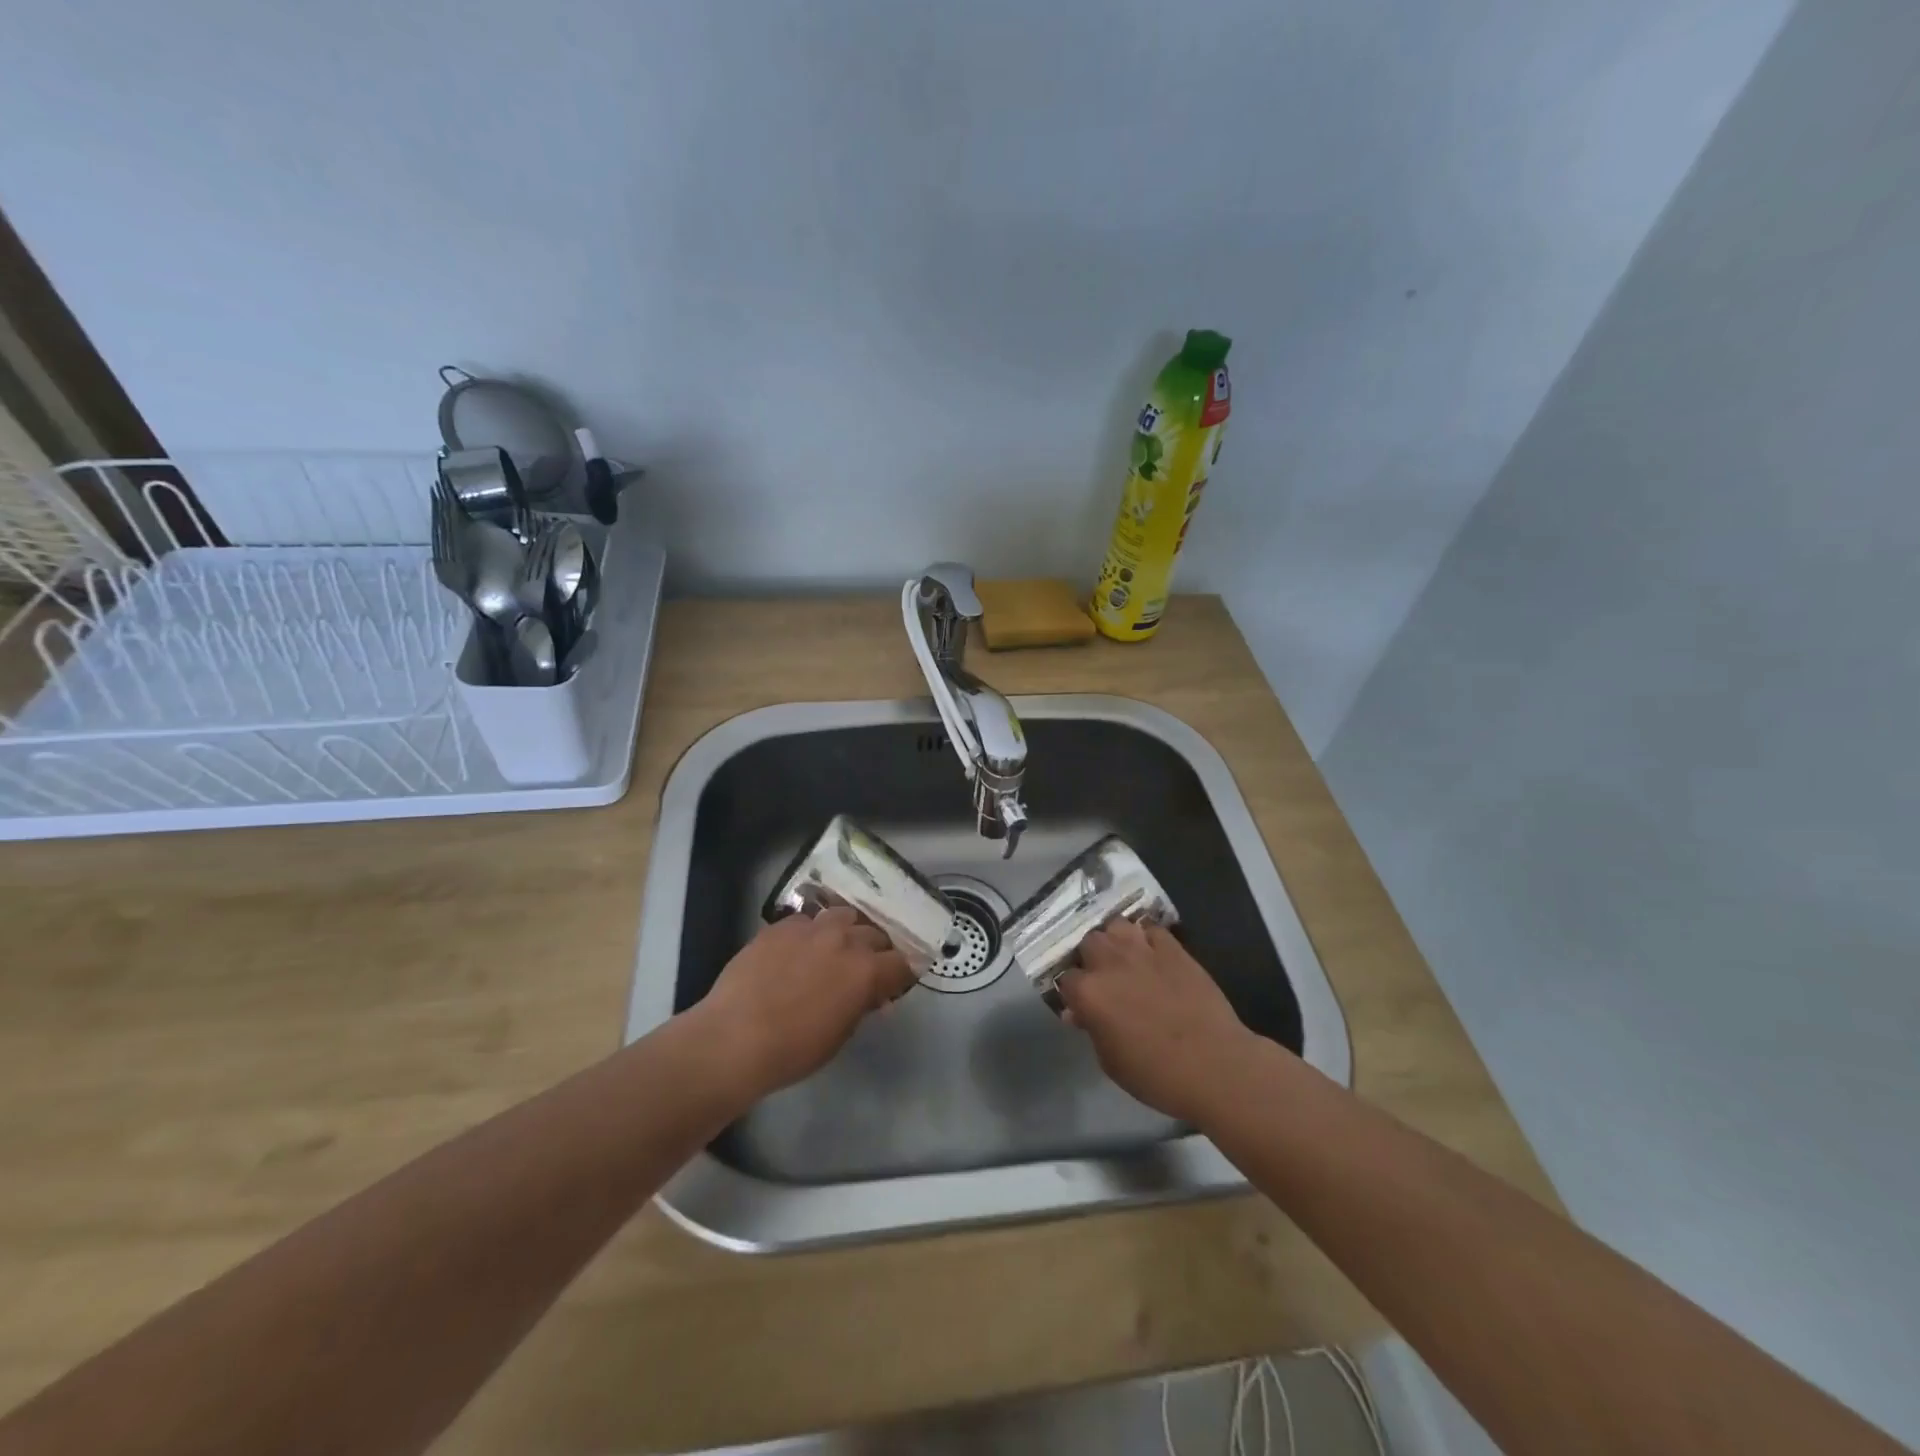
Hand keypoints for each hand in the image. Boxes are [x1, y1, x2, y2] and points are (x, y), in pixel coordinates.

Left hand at [694, 907, 915, 1100]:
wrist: (734, 1037)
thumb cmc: (794, 1050)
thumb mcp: (840, 1035)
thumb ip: (861, 1006)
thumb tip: (871, 996)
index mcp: (867, 970)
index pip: (902, 962)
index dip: (901, 973)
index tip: (894, 983)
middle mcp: (845, 940)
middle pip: (875, 933)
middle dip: (876, 949)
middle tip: (865, 967)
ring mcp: (811, 928)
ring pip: (843, 915)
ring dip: (847, 930)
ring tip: (836, 947)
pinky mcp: (781, 926)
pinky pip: (807, 920)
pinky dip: (812, 932)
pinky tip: (799, 948)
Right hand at [1055, 918, 1263, 1123]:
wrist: (1215, 1065)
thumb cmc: (1157, 1075)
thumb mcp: (1111, 1062)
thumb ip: (1092, 1030)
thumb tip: (1080, 1012)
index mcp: (1089, 993)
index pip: (1066, 979)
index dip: (1073, 992)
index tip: (1081, 1004)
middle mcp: (1110, 963)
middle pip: (1088, 942)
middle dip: (1091, 957)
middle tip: (1103, 977)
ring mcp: (1143, 950)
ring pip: (1117, 925)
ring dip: (1116, 939)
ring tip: (1124, 957)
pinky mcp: (1173, 948)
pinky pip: (1152, 929)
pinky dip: (1148, 938)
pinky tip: (1153, 953)